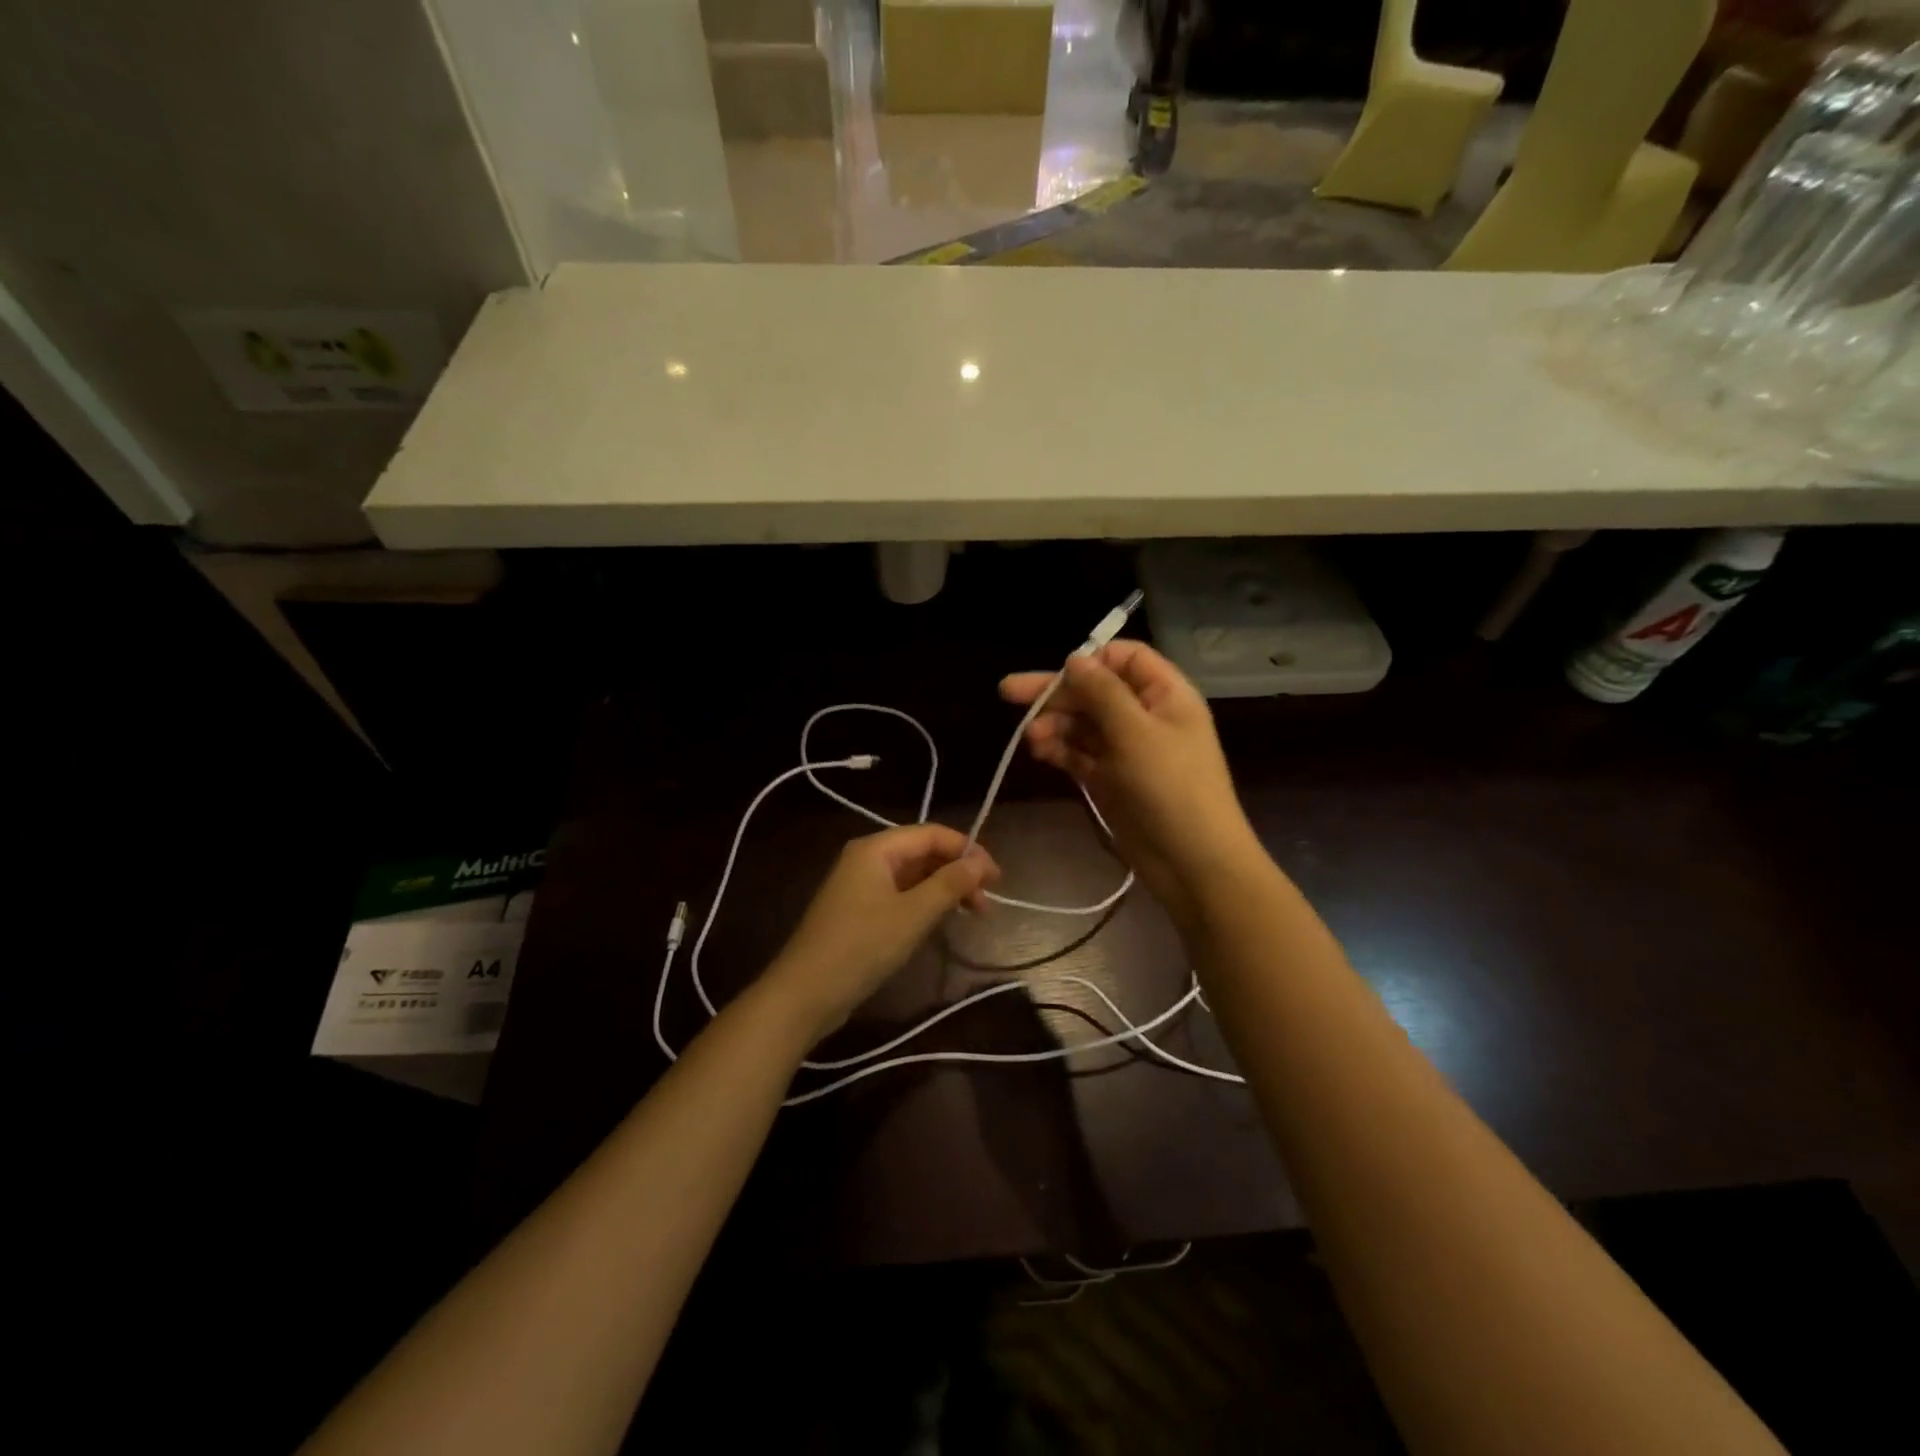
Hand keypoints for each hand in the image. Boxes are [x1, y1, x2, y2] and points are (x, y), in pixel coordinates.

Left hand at [764, 824, 999, 1039]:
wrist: (805, 993)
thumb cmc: (862, 946)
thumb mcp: (914, 914)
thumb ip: (950, 884)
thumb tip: (981, 861)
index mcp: (876, 848)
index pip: (932, 834)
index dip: (968, 851)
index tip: (996, 878)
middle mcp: (867, 858)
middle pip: (923, 853)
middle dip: (958, 873)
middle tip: (986, 904)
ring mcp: (860, 885)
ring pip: (914, 876)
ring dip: (944, 890)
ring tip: (972, 915)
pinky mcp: (858, 910)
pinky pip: (900, 895)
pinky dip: (925, 903)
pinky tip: (942, 921)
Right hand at [1001, 641, 1260, 925]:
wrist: (1191, 862)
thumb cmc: (1171, 787)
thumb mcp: (1136, 732)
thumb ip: (1103, 693)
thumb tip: (1075, 659)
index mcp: (1165, 694)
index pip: (1126, 658)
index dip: (1092, 660)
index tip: (1060, 673)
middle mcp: (1145, 716)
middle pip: (1095, 690)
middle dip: (1056, 692)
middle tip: (1008, 692)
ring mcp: (1126, 749)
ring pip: (1083, 723)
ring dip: (1054, 723)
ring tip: (1030, 738)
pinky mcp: (1110, 779)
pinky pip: (1079, 753)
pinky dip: (1059, 749)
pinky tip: (1038, 751)